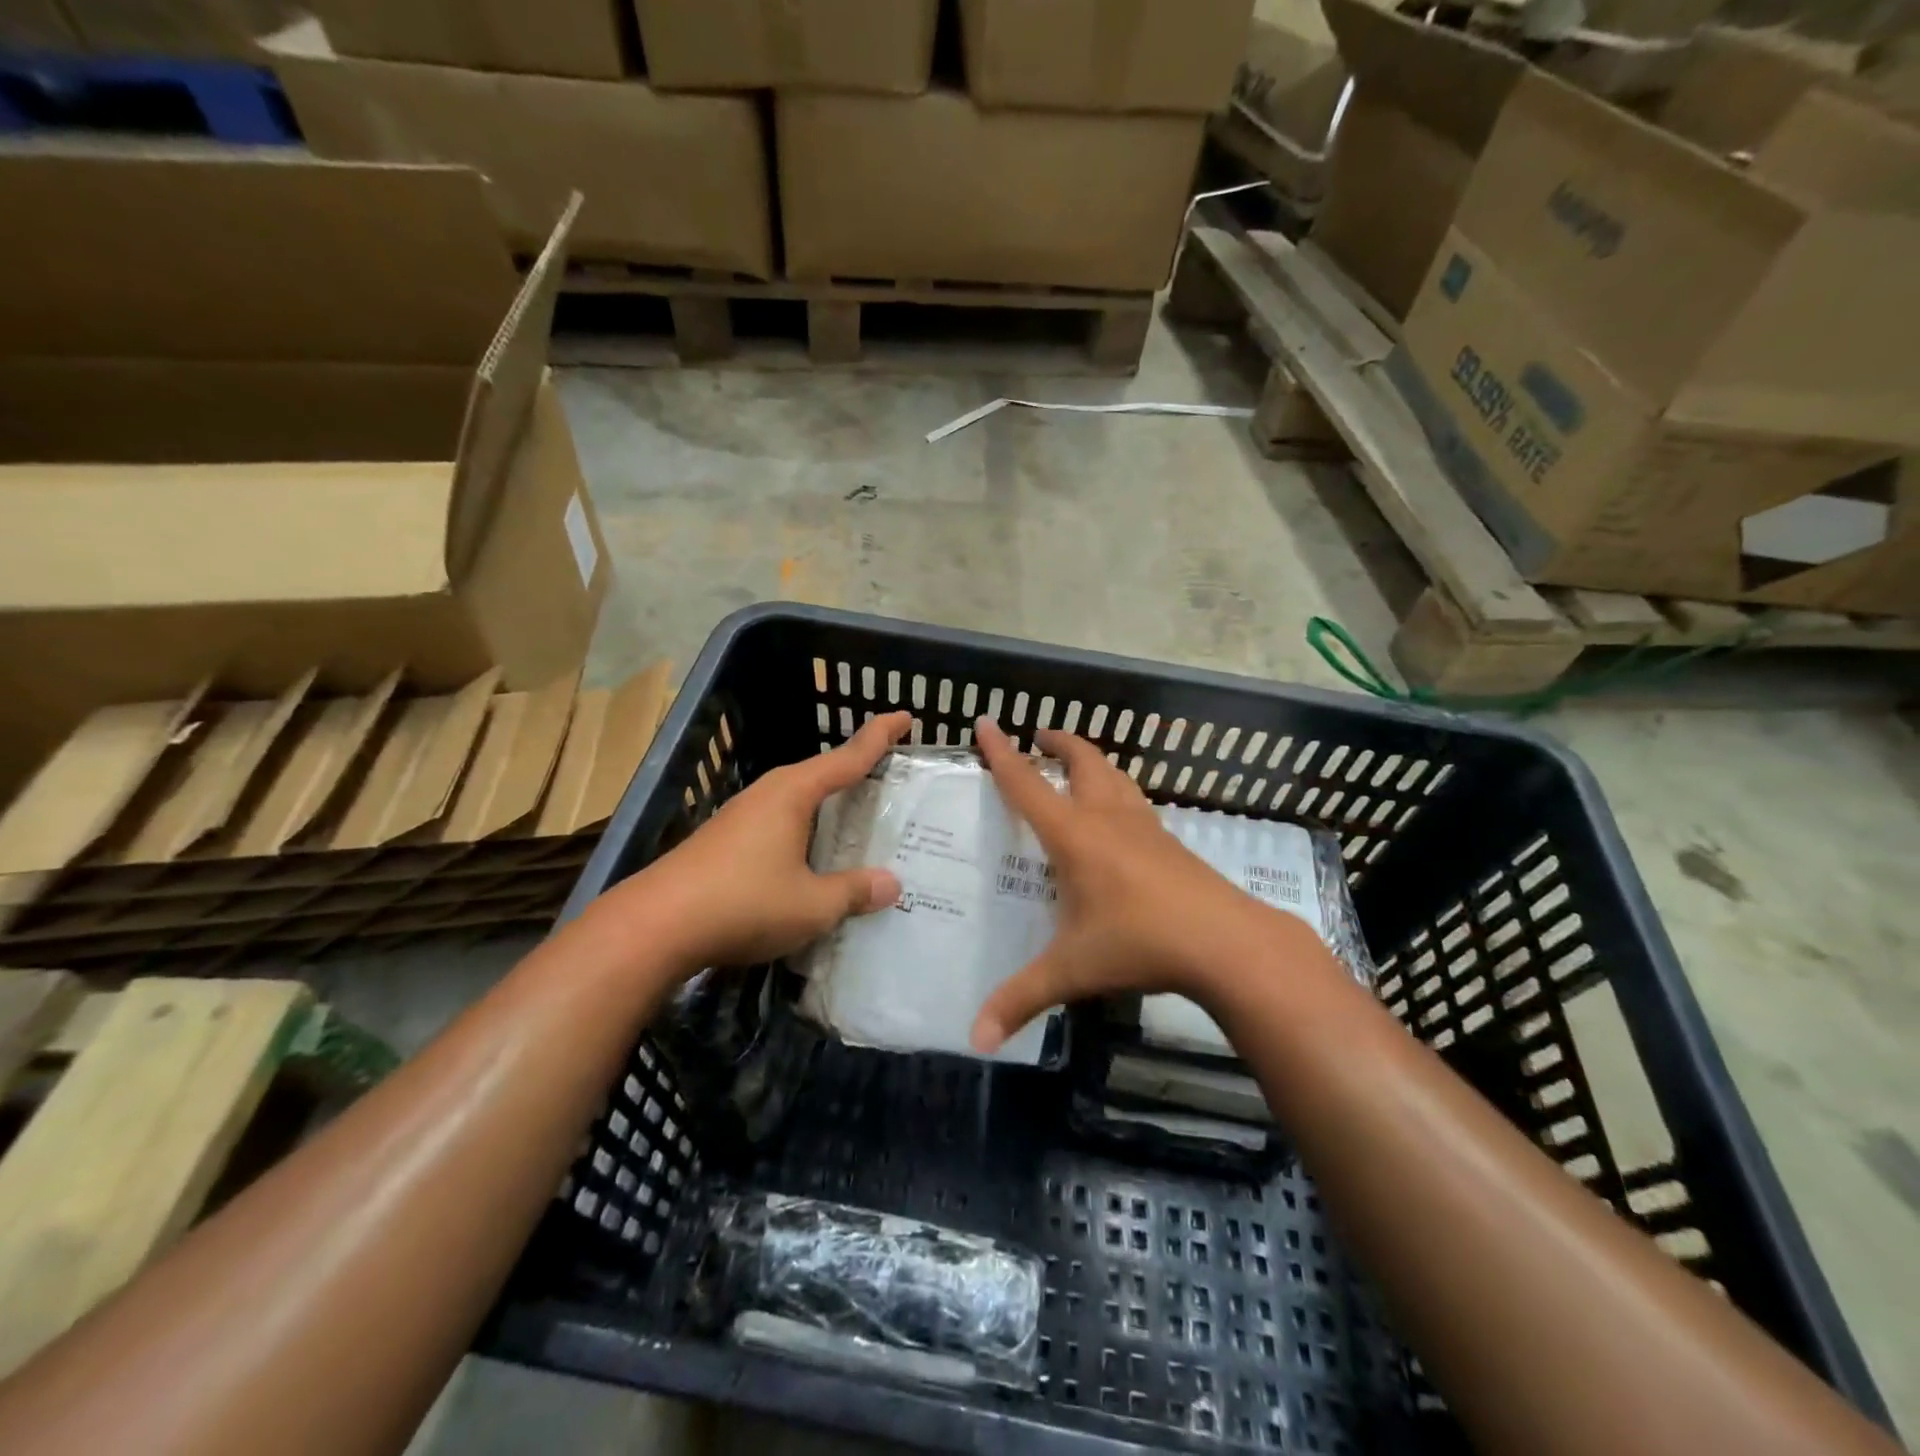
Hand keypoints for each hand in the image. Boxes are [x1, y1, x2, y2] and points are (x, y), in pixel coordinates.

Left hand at [607, 711, 912, 971]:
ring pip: (796, 801)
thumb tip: (891, 885)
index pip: (848, 757)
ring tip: (855, 818)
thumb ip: (853, 891)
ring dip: (826, 806)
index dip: (879, 737)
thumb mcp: (812, 904)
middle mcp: (767, 795)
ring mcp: (740, 817)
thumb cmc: (743, 903)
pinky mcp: (722, 842)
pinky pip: (777, 824)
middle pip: (820, 775)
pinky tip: (808, 857)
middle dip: (854, 772)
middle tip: (888, 778)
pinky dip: (803, 831)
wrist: (653, 928)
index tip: (905, 716)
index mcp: (793, 794)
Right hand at [970, 717, 1315, 1053]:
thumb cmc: (1140, 944)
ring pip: (1115, 776)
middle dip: (1059, 743)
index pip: (1027, 785)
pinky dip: (1117, 791)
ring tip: (1077, 764)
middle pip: (1083, 761)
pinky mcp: (1171, 843)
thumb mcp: (1072, 971)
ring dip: (1092, 761)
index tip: (985, 722)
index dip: (1002, 753)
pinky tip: (1120, 816)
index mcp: (1075, 836)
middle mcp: (1108, 819)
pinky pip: (1135, 802)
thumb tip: (974, 1040)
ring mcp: (1145, 828)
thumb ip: (1021, 1000)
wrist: (1226, 943)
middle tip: (1039, 736)